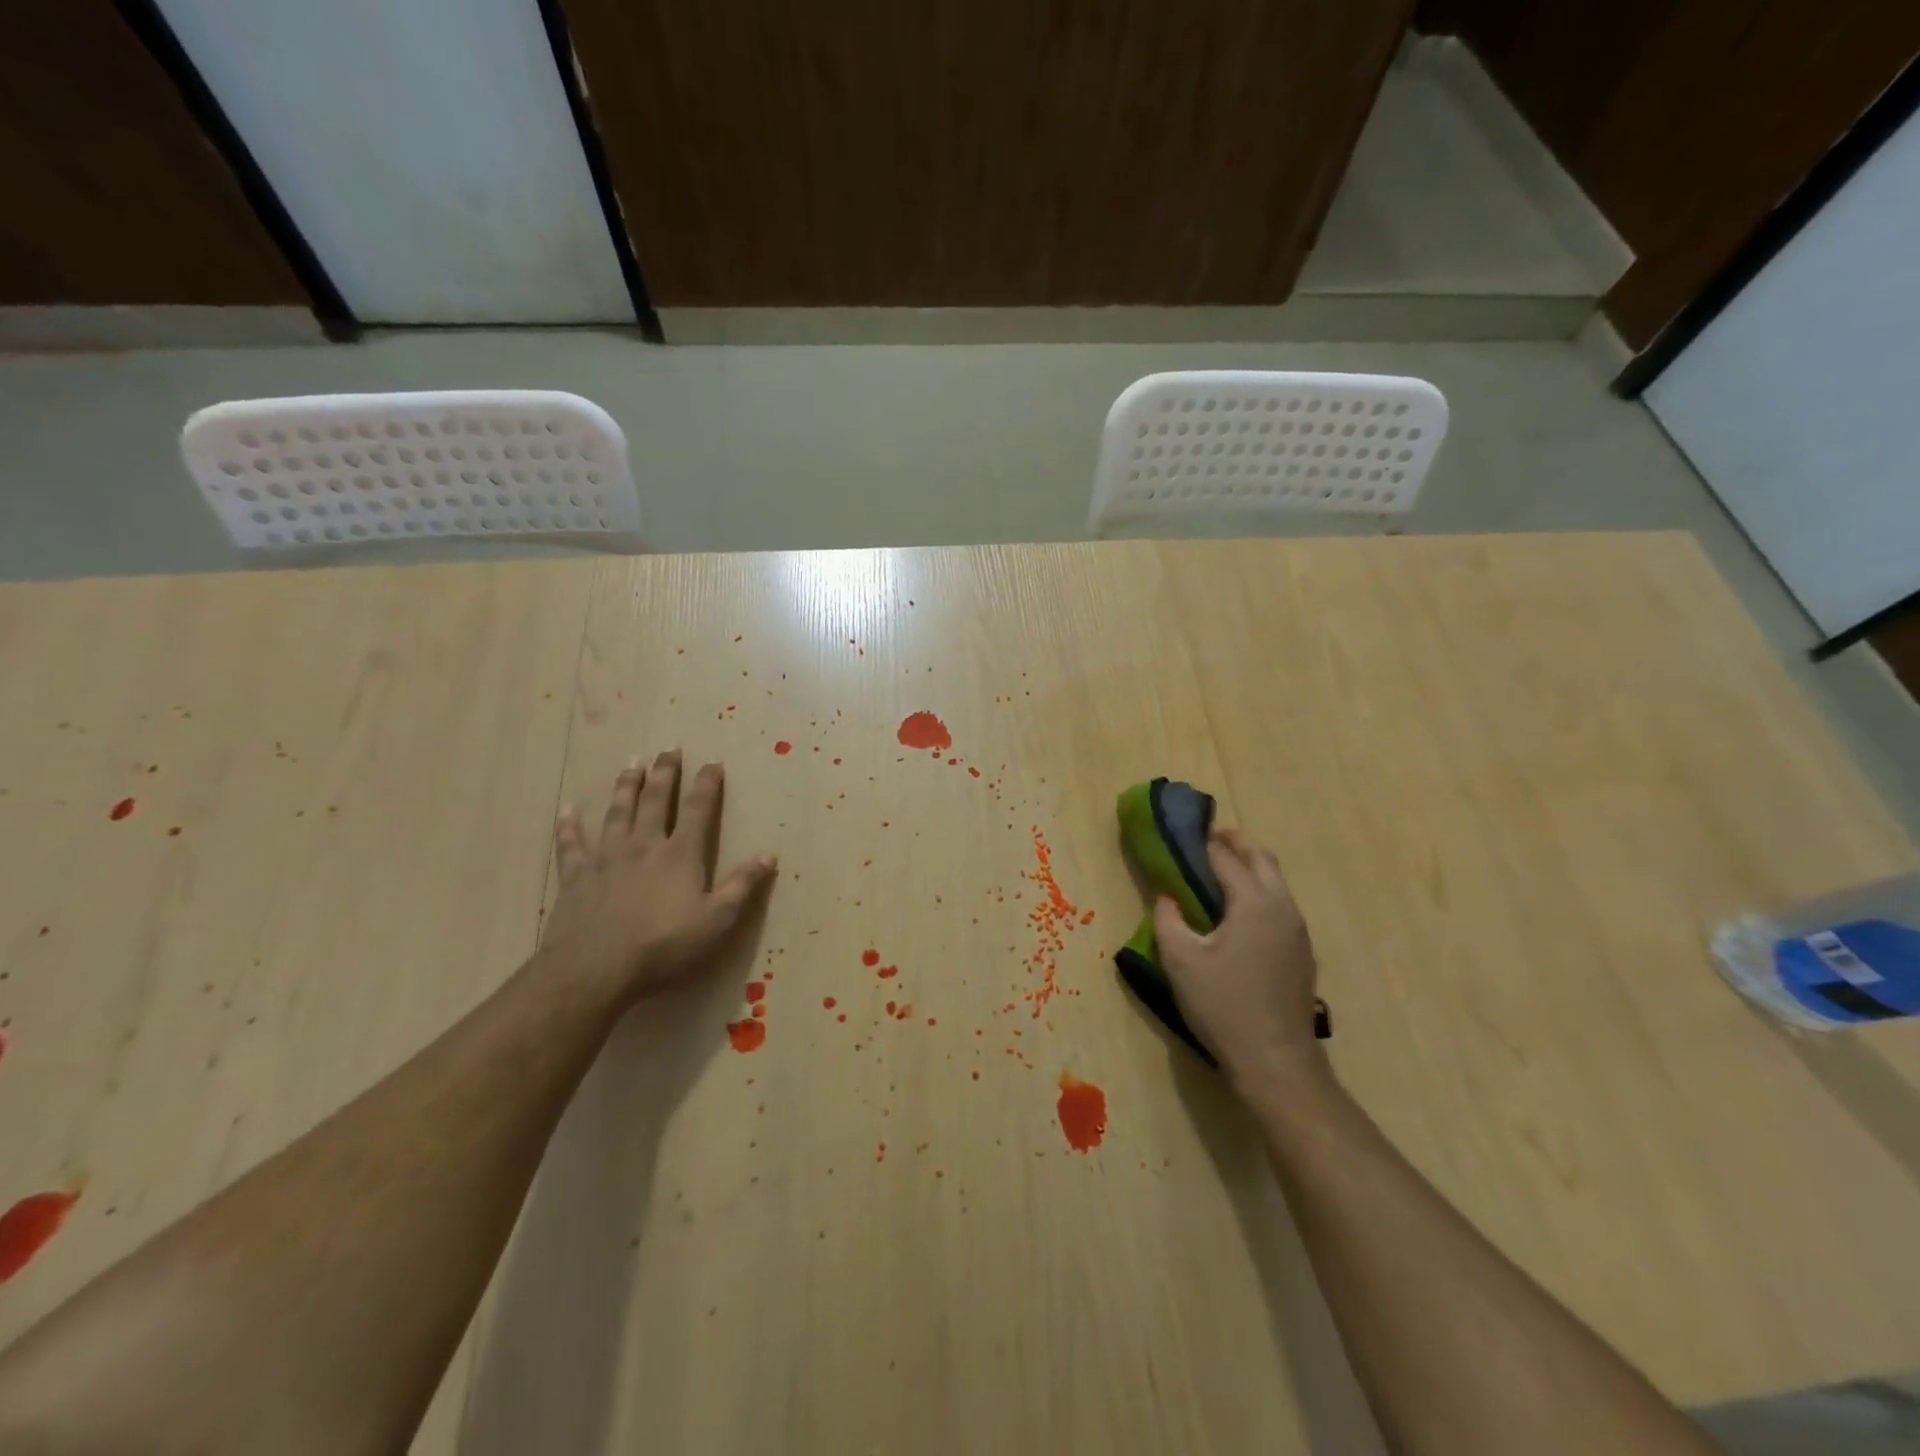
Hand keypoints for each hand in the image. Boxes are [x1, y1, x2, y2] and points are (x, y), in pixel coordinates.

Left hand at [541, 750, 776, 1002]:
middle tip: (668, 750)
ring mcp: (606, 858)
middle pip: (656, 800)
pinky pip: (571, 845)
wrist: (595, 970)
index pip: (699, 809)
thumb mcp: (717, 921)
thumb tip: (770, 855)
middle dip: (665, 774)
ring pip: (618, 812)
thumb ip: (743, 885)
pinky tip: (566, 810)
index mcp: (680, 854)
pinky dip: (569, 826)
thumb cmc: (664, 947)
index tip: (713, 762)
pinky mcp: (576, 877)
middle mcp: (644, 845)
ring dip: (626, 787)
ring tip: (632, 764)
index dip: (708, 784)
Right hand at [1153, 828, 1327, 1096]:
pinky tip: (1236, 912)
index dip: (1202, 843)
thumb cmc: (1223, 1006)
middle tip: (1205, 841)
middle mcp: (1283, 907)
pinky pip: (1280, 904)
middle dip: (1234, 843)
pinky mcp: (1302, 951)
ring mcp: (1298, 930)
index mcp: (1255, 902)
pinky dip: (1259, 891)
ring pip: (1275, 880)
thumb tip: (1167, 895)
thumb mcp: (1180, 960)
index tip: (1181, 835)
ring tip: (1217, 873)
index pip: (1226, 857)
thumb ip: (1168, 918)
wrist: (1276, 1061)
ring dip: (1249, 866)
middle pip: (1262, 858)